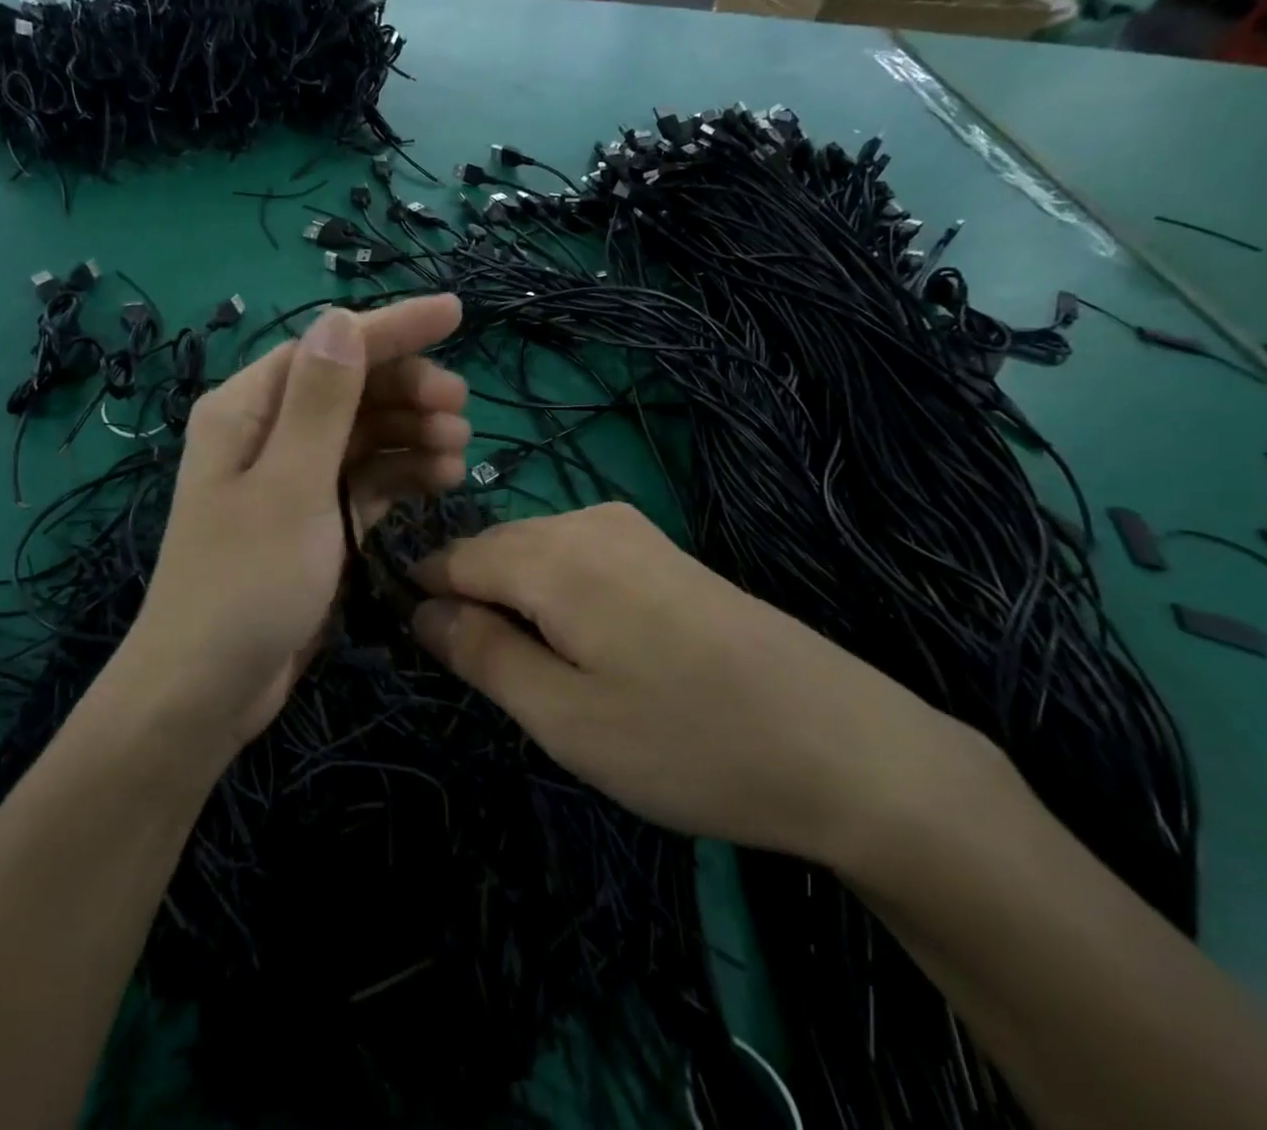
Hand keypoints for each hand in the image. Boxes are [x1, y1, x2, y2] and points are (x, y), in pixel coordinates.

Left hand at [113, 295, 466, 761]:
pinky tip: (440, 481)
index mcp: (248, 409)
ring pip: (364, 434)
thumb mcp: (289, 486)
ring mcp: (293, 478)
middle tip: (460, 410)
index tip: (456, 313)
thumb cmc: (245, 584)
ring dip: (413, 434)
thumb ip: (320, 402)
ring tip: (459, 451)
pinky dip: (402, 474)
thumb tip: (340, 318)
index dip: (393, 328)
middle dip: (408, 390)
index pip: (329, 348)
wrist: (208, 690)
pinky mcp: (314, 518)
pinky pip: (365, 478)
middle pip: (351, 388)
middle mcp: (269, 433)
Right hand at [410, 503, 978, 867]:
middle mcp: (588, 519)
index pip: (451, 557)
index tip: (429, 658)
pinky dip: (560, 601)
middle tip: (500, 686)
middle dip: (475, 606)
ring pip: (536, 556)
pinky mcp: (663, 551)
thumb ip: (479, 652)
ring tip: (550, 679)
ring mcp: (632, 530)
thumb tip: (420, 610)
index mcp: (552, 552)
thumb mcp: (562, 715)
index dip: (425, 601)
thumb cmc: (687, 741)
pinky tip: (596, 655)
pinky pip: (578, 561)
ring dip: (520, 608)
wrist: (846, 747)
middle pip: (494, 551)